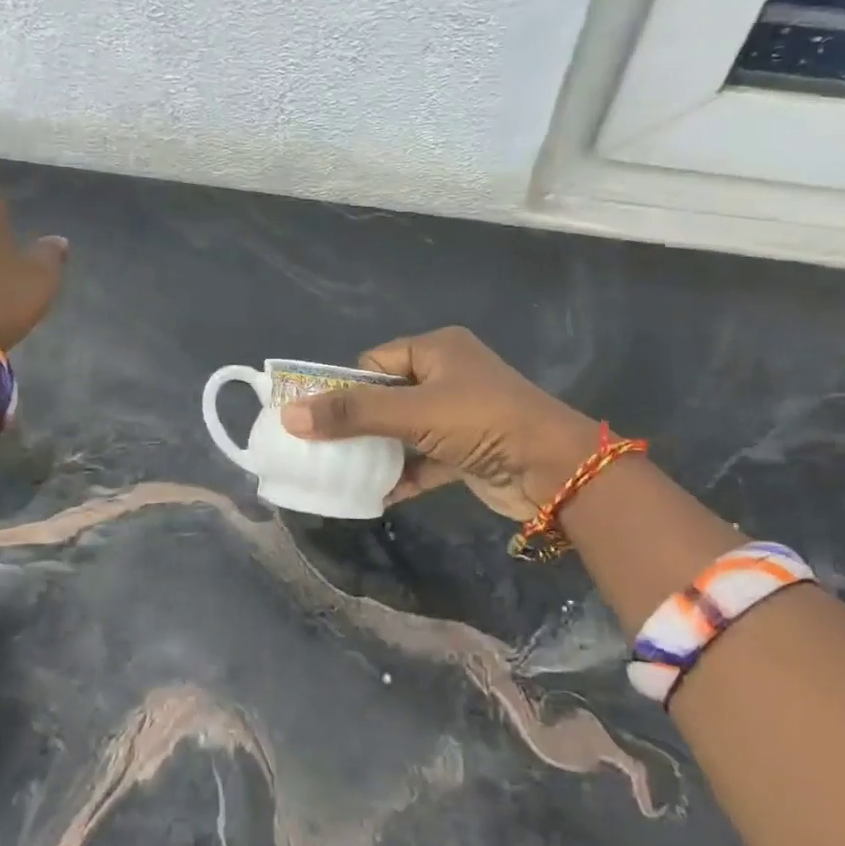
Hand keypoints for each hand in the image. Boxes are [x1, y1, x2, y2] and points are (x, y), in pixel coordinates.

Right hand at [278, 326, 600, 520]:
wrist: (554, 470)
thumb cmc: (483, 422)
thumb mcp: (415, 412)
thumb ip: (353, 413)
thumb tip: (290, 416)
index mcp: (437, 350)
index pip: (374, 363)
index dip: (344, 388)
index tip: (314, 418)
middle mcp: (446, 376)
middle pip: (386, 398)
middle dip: (356, 424)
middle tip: (319, 448)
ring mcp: (457, 416)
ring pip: (402, 431)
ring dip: (376, 452)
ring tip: (338, 472)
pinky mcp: (464, 452)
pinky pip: (421, 460)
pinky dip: (402, 475)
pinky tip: (374, 495)